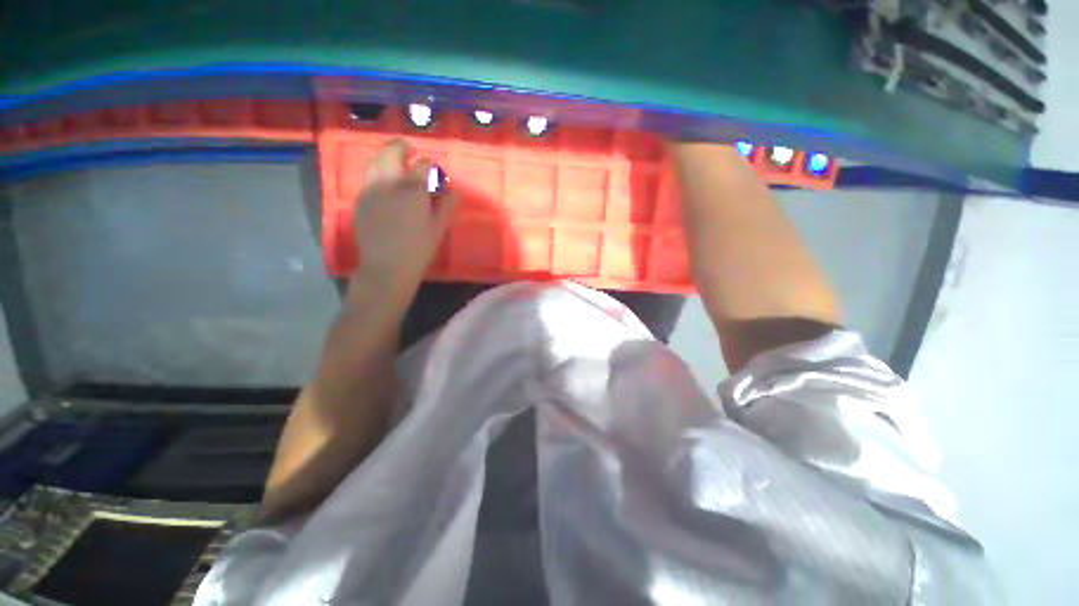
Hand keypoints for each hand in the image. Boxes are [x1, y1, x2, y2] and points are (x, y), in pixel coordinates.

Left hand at [353, 139, 457, 293]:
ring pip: (376, 160)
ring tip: (398, 168)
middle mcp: (388, 182)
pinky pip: (369, 178)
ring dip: (388, 158)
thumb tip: (454, 191)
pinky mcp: (360, 199)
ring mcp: (370, 189)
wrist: (386, 267)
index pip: (423, 165)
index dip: (431, 165)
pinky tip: (387, 189)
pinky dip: (379, 174)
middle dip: (404, 148)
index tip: (435, 172)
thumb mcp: (438, 228)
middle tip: (413, 154)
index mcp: (412, 189)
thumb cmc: (418, 249)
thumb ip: (447, 206)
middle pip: (393, 151)